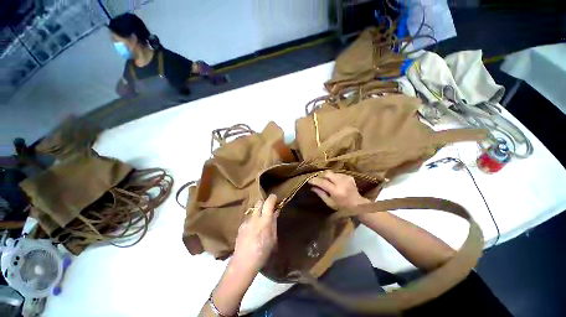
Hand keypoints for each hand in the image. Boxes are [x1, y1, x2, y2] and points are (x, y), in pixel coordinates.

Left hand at [232, 194, 277, 272]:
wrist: (243, 263)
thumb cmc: (262, 253)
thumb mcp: (273, 239)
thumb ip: (274, 223)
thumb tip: (275, 212)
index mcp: (264, 221)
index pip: (268, 203)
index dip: (272, 198)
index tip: (275, 197)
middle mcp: (254, 218)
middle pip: (259, 202)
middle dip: (264, 202)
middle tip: (268, 208)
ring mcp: (246, 221)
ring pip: (253, 210)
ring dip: (258, 211)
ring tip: (261, 219)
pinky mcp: (240, 226)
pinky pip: (249, 217)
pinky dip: (253, 218)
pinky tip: (253, 228)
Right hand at [308, 171, 369, 209]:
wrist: (358, 205)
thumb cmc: (342, 206)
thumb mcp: (329, 202)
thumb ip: (320, 194)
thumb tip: (312, 187)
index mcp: (336, 191)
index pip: (323, 182)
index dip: (315, 180)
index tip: (309, 180)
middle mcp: (341, 183)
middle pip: (327, 173)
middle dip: (320, 175)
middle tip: (317, 179)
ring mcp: (346, 178)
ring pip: (332, 173)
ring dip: (327, 176)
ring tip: (325, 181)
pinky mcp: (349, 176)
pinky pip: (337, 174)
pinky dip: (333, 177)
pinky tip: (334, 182)